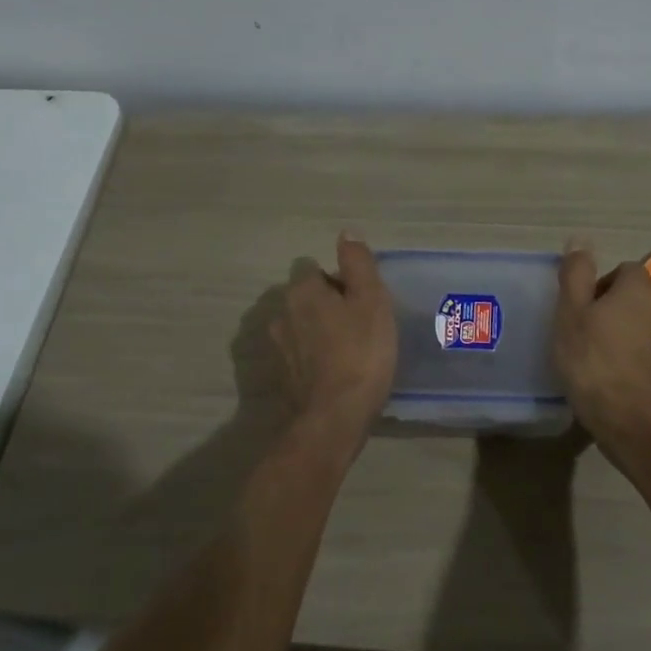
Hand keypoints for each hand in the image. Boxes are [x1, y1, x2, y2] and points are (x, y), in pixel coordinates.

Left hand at [271, 233, 397, 436]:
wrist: (336, 417)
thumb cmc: (361, 352)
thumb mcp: (371, 300)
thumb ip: (358, 263)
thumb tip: (346, 233)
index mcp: (301, 291)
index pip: (313, 268)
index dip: (338, 279)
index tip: (359, 298)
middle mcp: (281, 314)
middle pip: (305, 297)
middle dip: (326, 304)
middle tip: (359, 322)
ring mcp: (278, 348)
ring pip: (301, 326)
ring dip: (319, 331)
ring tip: (349, 349)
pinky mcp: (282, 377)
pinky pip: (300, 354)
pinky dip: (314, 357)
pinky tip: (336, 371)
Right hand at [553, 242, 650, 457]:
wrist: (627, 421)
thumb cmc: (592, 361)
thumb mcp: (571, 313)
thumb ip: (576, 275)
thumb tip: (580, 239)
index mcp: (638, 293)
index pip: (627, 269)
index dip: (604, 281)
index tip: (583, 303)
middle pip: (636, 299)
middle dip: (613, 308)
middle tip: (585, 329)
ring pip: (643, 328)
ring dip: (624, 334)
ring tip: (597, 355)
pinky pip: (647, 356)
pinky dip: (632, 360)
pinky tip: (611, 377)